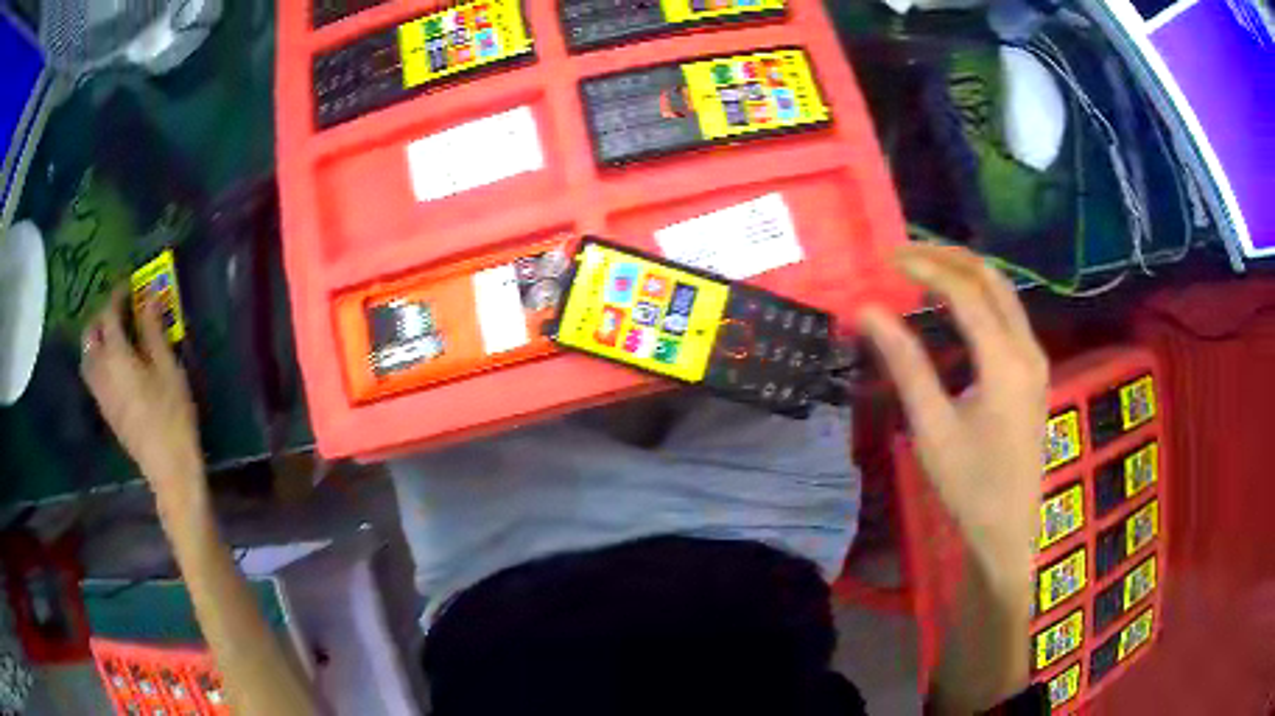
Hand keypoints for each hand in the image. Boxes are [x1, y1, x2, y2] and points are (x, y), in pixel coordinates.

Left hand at [81, 288, 205, 513]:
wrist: (167, 468)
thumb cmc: (171, 415)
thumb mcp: (167, 368)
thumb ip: (153, 330)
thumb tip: (148, 297)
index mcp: (116, 356)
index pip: (108, 315)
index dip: (117, 296)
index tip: (130, 286)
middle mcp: (101, 371)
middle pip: (90, 336)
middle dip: (101, 317)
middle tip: (119, 311)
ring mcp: (101, 394)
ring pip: (87, 357)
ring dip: (96, 339)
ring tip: (114, 335)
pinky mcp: (106, 411)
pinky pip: (93, 375)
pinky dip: (98, 359)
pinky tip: (114, 363)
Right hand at [859, 244, 1048, 588]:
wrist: (1009, 529)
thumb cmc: (969, 485)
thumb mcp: (932, 427)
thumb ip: (905, 364)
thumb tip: (868, 312)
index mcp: (1006, 362)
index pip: (966, 292)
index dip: (925, 268)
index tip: (887, 260)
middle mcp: (1028, 349)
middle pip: (993, 279)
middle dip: (949, 257)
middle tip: (905, 254)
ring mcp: (1036, 360)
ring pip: (1004, 294)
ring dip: (966, 273)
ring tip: (923, 270)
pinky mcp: (1033, 372)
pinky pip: (1009, 315)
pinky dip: (979, 297)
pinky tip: (953, 306)